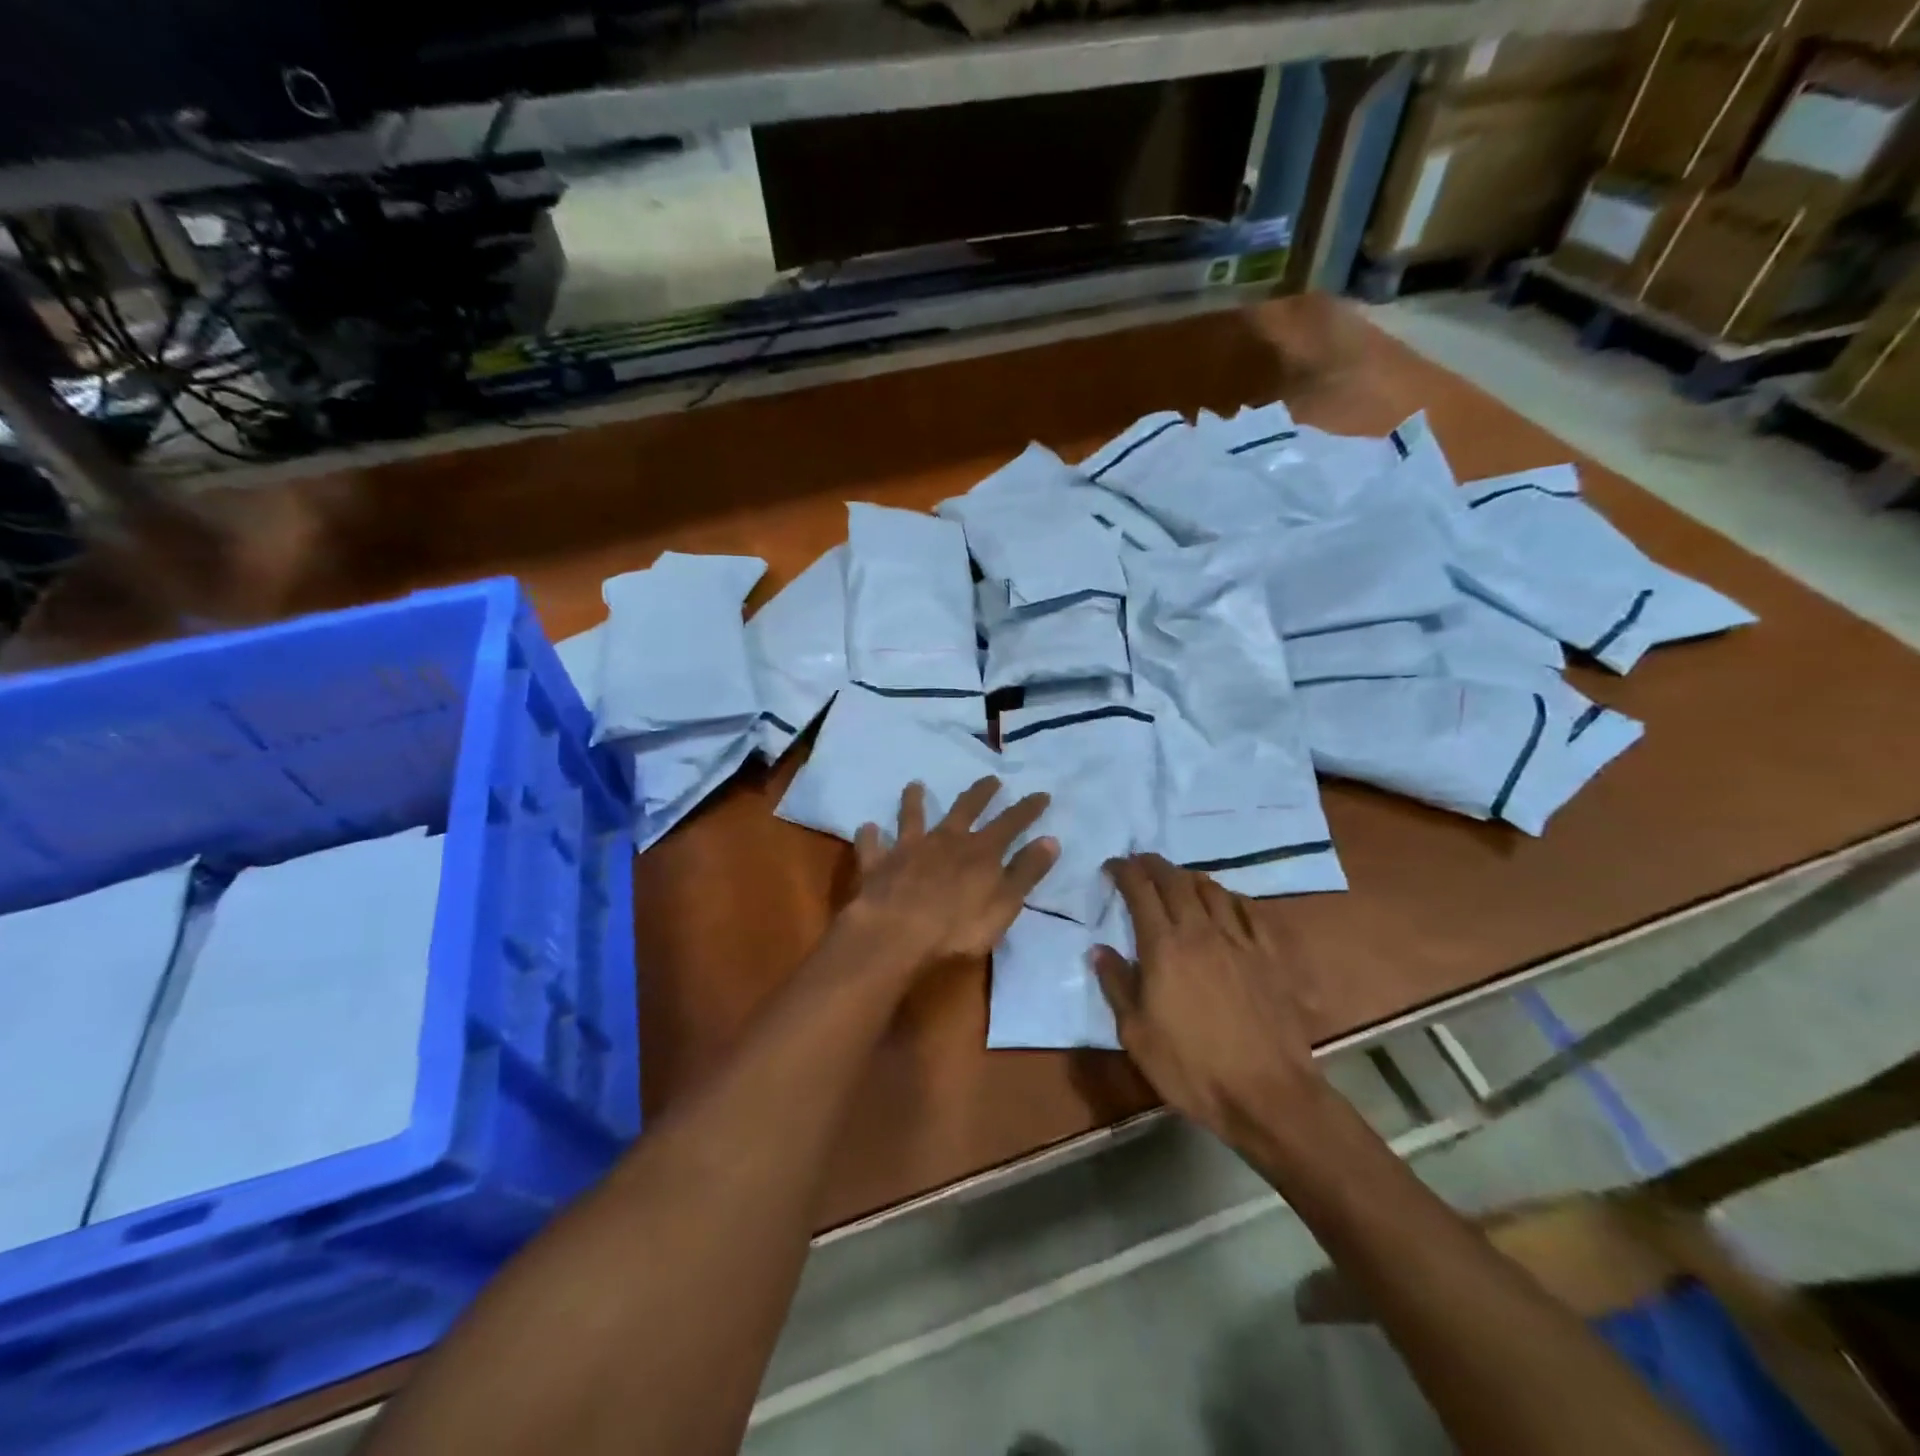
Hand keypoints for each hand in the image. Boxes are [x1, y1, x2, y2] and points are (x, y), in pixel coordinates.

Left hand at [840, 777, 1056, 975]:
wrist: (896, 934)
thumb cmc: (957, 928)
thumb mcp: (1004, 905)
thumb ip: (1026, 872)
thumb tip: (1050, 840)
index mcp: (980, 851)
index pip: (1010, 823)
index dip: (1027, 808)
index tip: (1041, 793)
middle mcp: (945, 840)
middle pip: (965, 809)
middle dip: (980, 793)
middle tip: (990, 779)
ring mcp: (908, 849)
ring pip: (912, 817)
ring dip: (914, 801)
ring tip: (914, 784)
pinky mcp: (878, 864)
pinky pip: (872, 845)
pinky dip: (870, 836)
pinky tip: (867, 828)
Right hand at [1091, 854, 1322, 1147]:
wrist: (1266, 1094)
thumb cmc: (1190, 1068)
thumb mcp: (1136, 1034)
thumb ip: (1116, 985)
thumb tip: (1100, 950)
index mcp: (1163, 947)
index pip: (1140, 892)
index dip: (1124, 871)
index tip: (1113, 865)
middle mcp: (1200, 931)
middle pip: (1175, 881)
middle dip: (1154, 865)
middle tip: (1140, 862)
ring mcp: (1239, 941)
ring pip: (1213, 890)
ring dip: (1190, 877)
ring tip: (1179, 879)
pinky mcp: (1269, 956)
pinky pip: (1250, 912)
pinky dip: (1232, 898)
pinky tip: (1227, 902)